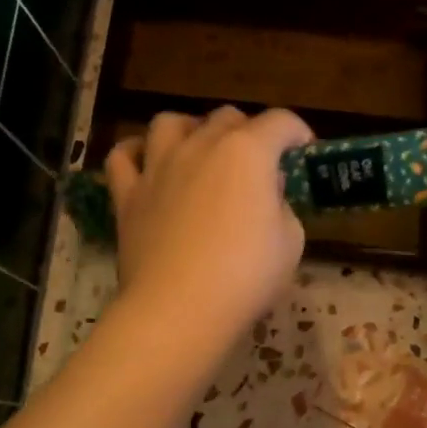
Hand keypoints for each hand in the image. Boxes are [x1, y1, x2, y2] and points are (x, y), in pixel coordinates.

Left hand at [104, 107, 312, 349]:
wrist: (179, 310)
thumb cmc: (246, 277)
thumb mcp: (290, 242)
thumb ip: (281, 207)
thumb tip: (266, 195)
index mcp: (248, 153)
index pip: (280, 122)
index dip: (298, 132)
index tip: (303, 151)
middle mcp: (200, 146)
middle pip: (226, 117)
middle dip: (248, 131)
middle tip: (257, 162)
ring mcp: (159, 167)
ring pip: (170, 123)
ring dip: (190, 129)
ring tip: (199, 150)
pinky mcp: (128, 195)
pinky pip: (123, 156)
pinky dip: (136, 152)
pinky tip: (148, 163)